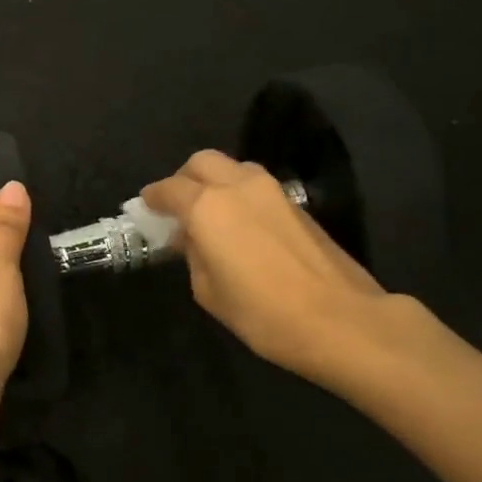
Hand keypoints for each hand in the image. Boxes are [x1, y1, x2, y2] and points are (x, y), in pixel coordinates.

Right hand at [141, 150, 411, 390]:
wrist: (336, 319)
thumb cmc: (259, 312)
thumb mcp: (207, 290)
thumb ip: (194, 254)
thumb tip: (193, 238)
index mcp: (208, 207)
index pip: (170, 189)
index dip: (153, 198)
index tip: (145, 208)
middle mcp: (238, 186)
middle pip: (202, 162)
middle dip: (184, 179)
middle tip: (176, 206)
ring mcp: (273, 192)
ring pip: (233, 169)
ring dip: (215, 183)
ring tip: (208, 215)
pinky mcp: (297, 205)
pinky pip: (256, 187)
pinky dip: (238, 196)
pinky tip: (238, 227)